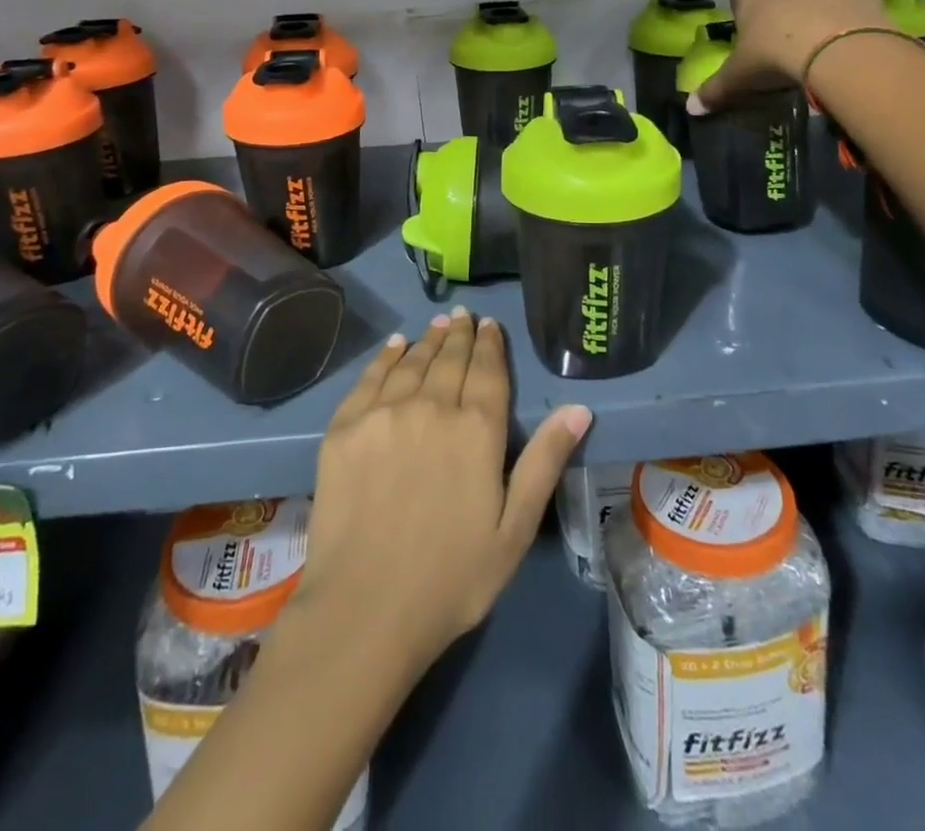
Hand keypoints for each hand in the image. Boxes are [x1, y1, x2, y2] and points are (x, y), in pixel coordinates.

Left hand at [292, 308, 590, 674]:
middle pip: (449, 358)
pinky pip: (370, 377)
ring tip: (437, 324)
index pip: (487, 370)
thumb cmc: (452, 577)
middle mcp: (431, 406)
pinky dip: (386, 356)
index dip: (490, 344)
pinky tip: (395, 345)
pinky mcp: (345, 426)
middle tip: (463, 316)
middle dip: (459, 334)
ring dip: (428, 340)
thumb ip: (545, 461)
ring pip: (412, 362)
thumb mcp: (514, 528)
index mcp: (476, 429)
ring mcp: (384, 413)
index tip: (490, 324)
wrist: (365, 608)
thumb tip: (579, 407)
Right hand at [688, 0, 899, 114]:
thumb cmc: (775, 54)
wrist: (839, 48)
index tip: (753, 33)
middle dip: (785, 2)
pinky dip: (849, 13)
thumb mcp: (739, 77)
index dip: (747, 9)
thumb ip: (714, 89)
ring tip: (822, 38)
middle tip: (788, 36)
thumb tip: (692, 108)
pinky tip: (848, 39)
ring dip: (819, 3)